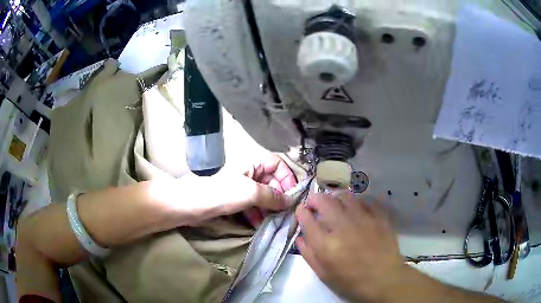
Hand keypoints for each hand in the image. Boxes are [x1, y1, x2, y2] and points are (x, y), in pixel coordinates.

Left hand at [152, 153, 296, 225]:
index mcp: (252, 163)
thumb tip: (290, 201)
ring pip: (262, 195)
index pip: (277, 164)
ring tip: (272, 222)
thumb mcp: (250, 192)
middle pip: (271, 181)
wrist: (188, 205)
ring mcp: (239, 186)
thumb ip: (272, 196)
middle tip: (284, 213)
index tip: (292, 195)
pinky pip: (251, 204)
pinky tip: (257, 224)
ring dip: (268, 208)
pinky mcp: (233, 199)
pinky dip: (256, 213)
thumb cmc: (220, 193)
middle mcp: (248, 172)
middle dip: (278, 197)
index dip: (287, 177)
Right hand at [295, 192, 404, 301]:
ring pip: (345, 196)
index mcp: (326, 245)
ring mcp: (364, 219)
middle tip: (315, 204)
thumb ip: (309, 255)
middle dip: (315, 199)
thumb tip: (300, 237)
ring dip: (336, 198)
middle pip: (325, 201)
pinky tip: (356, 209)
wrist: (384, 279)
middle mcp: (343, 227)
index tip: (302, 210)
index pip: (307, 219)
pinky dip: (357, 202)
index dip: (301, 212)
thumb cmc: (351, 282)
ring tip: (336, 205)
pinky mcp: (379, 217)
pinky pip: (366, 200)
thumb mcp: (324, 275)